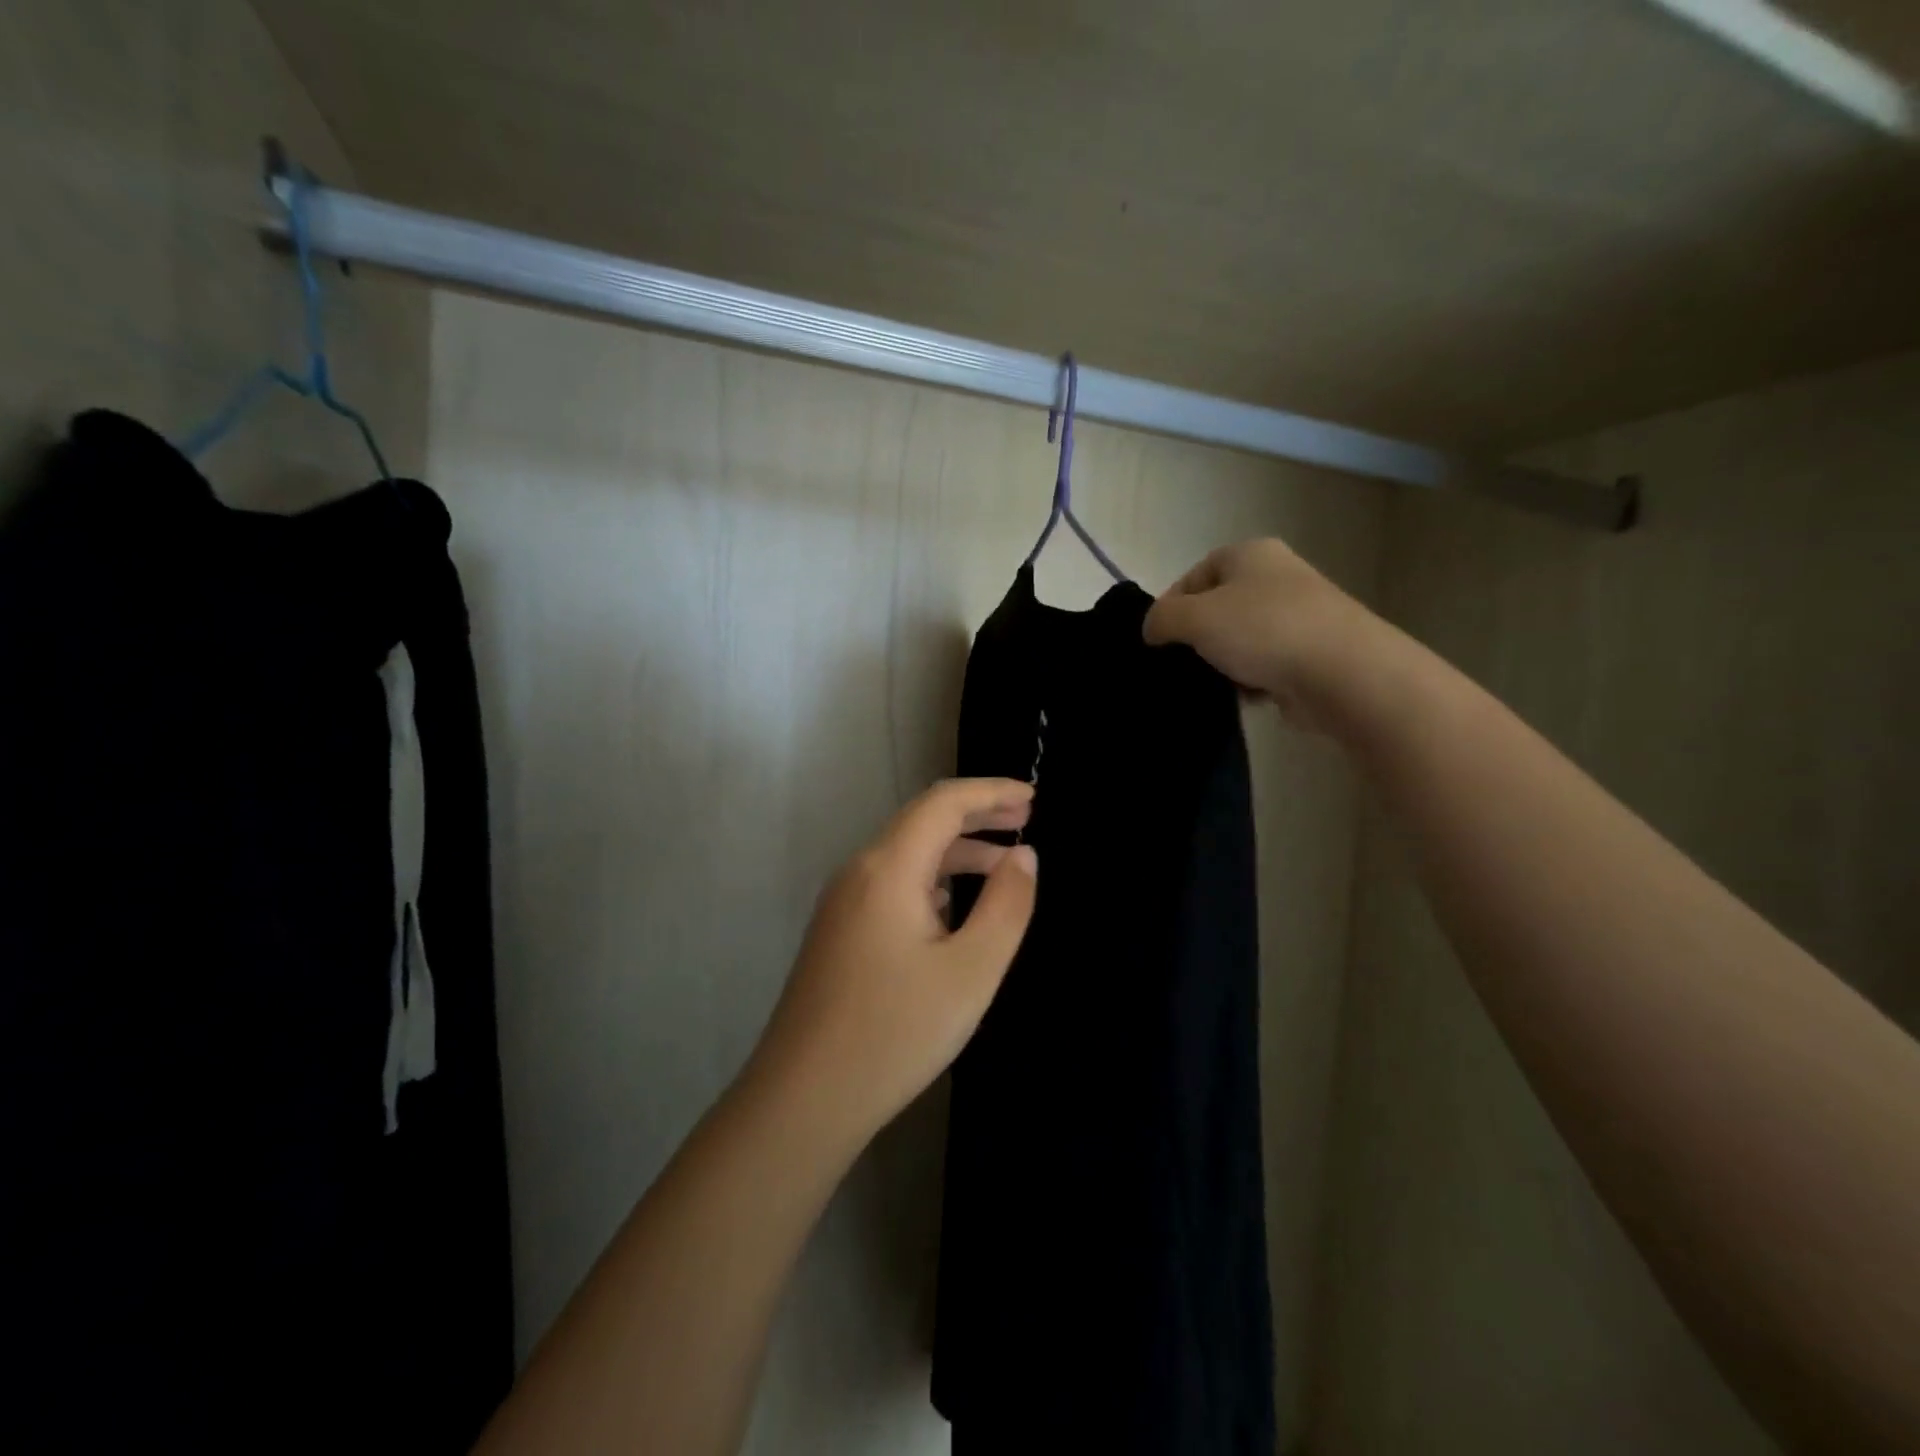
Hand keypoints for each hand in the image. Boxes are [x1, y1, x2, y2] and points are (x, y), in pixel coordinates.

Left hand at [747, 779, 1038, 1149]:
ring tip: (1004, 863)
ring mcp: (842, 902)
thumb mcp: (972, 971)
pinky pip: (891, 884)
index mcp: (888, 869)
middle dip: (977, 814)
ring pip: (906, 855)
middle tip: (1026, 818)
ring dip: (956, 850)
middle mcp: (859, 872)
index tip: (1033, 797)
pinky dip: (932, 878)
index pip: (943, 803)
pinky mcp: (838, 931)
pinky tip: (954, 905)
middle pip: (922, 822)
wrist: (803, 1099)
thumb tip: (1023, 856)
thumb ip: (1006, 905)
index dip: (991, 792)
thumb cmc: (895, 1033)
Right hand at [1143, 538, 1384, 728]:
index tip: (1158, 641)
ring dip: (1223, 664)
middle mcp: (1276, 576)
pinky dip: (1251, 681)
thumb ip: (1161, 618)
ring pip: (1239, 640)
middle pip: (1217, 609)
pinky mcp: (1311, 652)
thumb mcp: (1194, 617)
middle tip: (1183, 665)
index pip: (1193, 576)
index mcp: (1250, 554)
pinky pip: (1265, 665)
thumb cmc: (1263, 630)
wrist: (1343, 673)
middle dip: (1197, 639)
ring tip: (1215, 685)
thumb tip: (1151, 630)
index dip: (1170, 607)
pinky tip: (1245, 697)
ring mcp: (1298, 615)